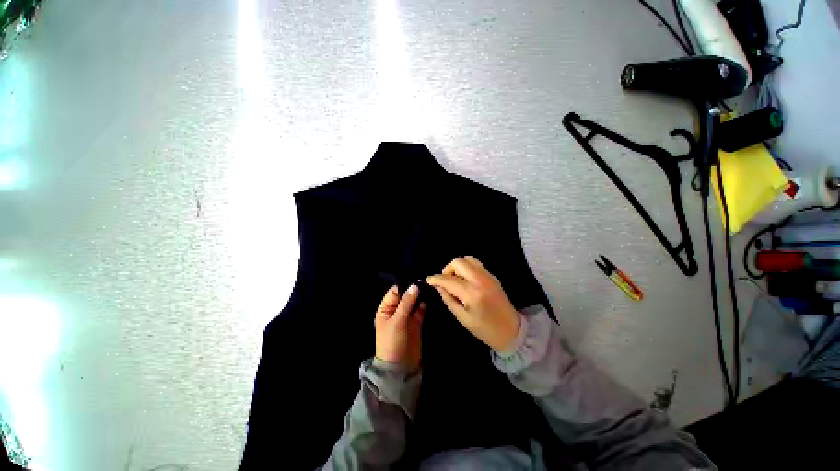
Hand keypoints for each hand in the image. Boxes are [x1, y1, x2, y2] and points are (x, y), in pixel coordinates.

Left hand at [375, 284, 425, 371]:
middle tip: (428, 282)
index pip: (395, 291)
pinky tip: (432, 298)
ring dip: (421, 296)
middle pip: (406, 295)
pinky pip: (421, 310)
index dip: (405, 286)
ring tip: (431, 288)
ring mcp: (407, 316)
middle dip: (415, 290)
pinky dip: (425, 305)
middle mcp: (396, 310)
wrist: (400, 367)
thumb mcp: (397, 321)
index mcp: (386, 309)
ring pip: (414, 302)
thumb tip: (415, 285)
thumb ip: (406, 303)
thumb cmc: (393, 342)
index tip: (418, 280)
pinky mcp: (416, 322)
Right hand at [426, 256, 521, 350]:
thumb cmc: (485, 329)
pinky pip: (476, 264)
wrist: (511, 331)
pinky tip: (465, 280)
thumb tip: (438, 287)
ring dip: (458, 266)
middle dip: (447, 269)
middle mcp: (480, 280)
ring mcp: (488, 276)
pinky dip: (466, 268)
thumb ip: (448, 299)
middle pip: (458, 262)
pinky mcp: (492, 276)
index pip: (448, 280)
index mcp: (472, 293)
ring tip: (455, 279)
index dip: (435, 279)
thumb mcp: (462, 318)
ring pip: (468, 259)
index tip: (428, 280)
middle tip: (445, 281)